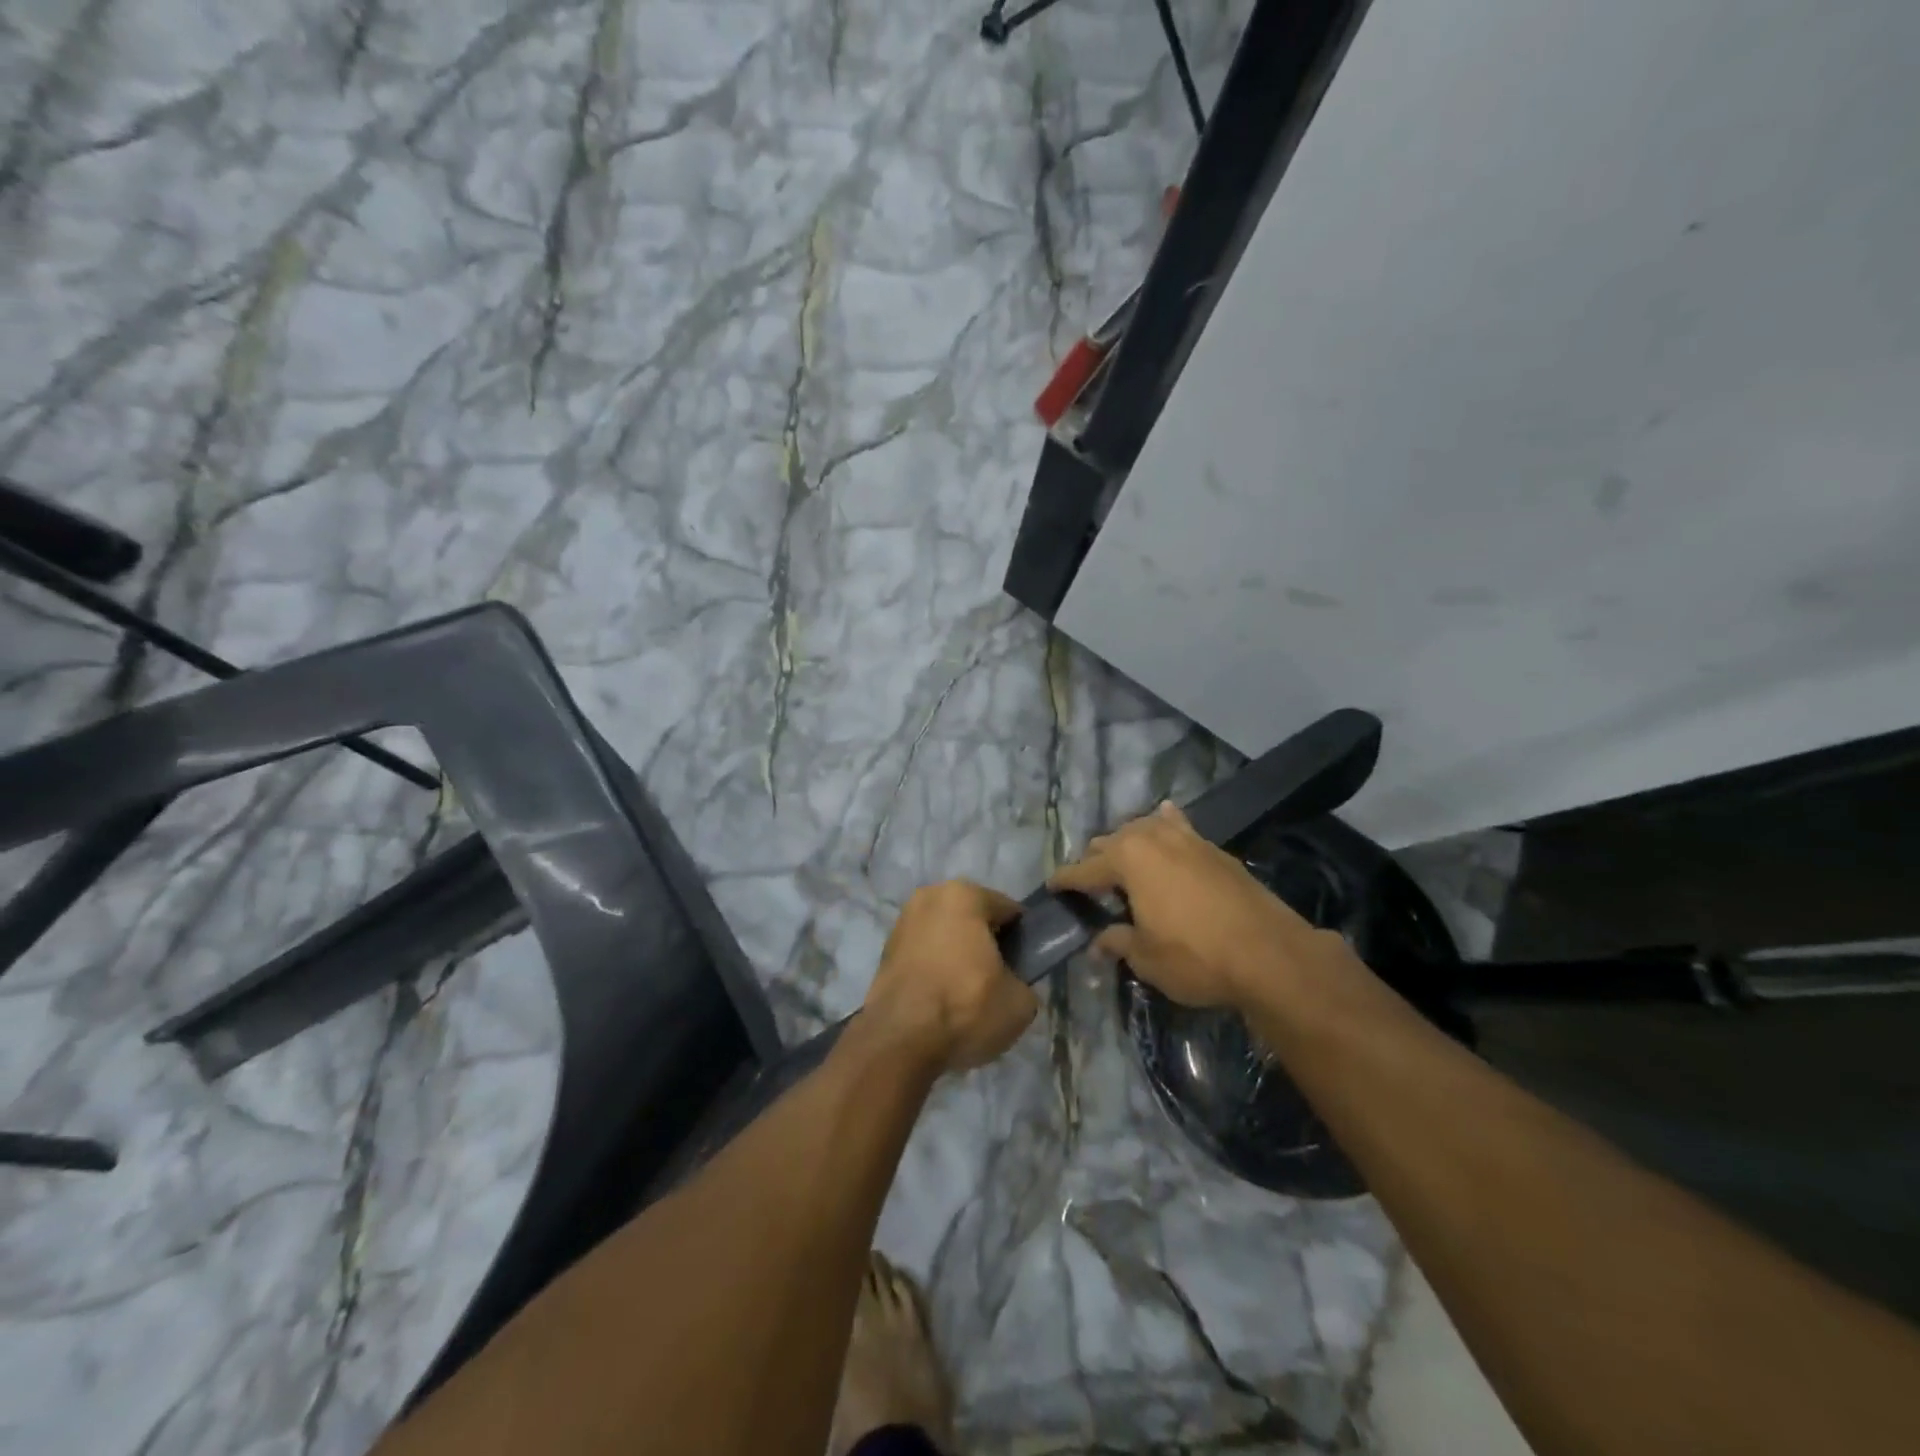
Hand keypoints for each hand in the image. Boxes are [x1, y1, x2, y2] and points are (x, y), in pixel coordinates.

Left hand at [862, 881, 1039, 1073]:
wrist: (900, 1040)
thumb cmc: (966, 1006)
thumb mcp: (1020, 1002)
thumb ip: (1023, 981)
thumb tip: (1010, 982)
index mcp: (964, 895)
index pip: (1008, 911)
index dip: (1021, 939)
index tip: (1024, 967)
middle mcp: (929, 897)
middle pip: (973, 919)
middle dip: (986, 943)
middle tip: (997, 980)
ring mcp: (902, 922)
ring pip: (946, 935)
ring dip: (958, 955)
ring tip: (968, 994)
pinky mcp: (885, 950)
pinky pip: (924, 953)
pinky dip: (935, 967)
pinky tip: (942, 998)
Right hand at [1048, 801, 1334, 1008]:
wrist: (1270, 954)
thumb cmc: (1195, 956)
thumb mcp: (1147, 957)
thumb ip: (1119, 942)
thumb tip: (1100, 942)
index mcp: (1128, 860)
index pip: (1085, 869)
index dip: (1066, 880)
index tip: (1052, 885)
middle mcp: (1152, 839)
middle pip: (1112, 842)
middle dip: (1097, 860)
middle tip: (1089, 884)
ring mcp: (1187, 839)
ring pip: (1144, 830)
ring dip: (1128, 843)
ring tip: (1123, 859)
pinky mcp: (1214, 849)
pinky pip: (1179, 826)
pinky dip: (1166, 824)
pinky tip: (1165, 817)